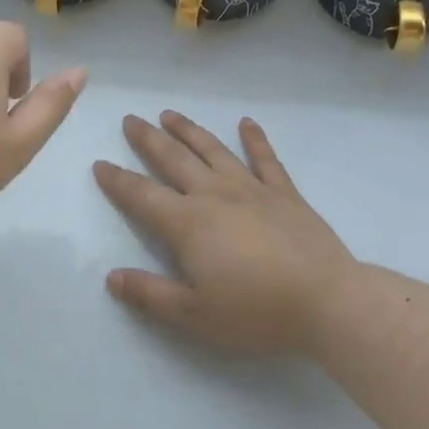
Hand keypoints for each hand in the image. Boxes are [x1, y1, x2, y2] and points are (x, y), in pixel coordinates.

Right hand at [93, 111, 358, 354]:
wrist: (328, 302)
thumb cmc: (256, 311)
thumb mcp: (194, 314)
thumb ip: (150, 294)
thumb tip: (111, 278)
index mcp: (187, 223)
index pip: (141, 195)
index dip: (117, 180)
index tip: (100, 164)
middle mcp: (213, 195)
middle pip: (173, 159)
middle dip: (148, 139)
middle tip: (130, 119)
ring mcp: (251, 189)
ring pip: (212, 150)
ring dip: (188, 130)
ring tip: (169, 114)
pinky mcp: (284, 193)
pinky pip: (266, 159)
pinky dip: (255, 139)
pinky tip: (246, 122)